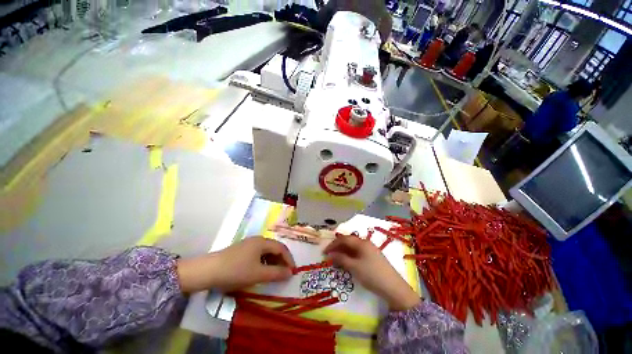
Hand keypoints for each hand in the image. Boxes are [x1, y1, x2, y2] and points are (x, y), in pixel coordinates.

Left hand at [177, 237, 294, 292]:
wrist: (207, 271)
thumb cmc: (236, 271)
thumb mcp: (258, 274)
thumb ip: (276, 273)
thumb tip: (290, 273)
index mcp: (262, 242)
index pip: (281, 248)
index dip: (289, 259)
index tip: (293, 271)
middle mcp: (256, 240)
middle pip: (274, 248)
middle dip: (281, 260)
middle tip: (285, 273)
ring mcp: (248, 245)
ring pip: (266, 252)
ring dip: (272, 262)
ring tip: (274, 274)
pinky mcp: (241, 251)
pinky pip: (257, 255)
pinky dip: (263, 262)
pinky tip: (261, 271)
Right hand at [323, 235, 420, 310]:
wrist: (393, 287)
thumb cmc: (372, 275)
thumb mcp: (354, 267)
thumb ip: (341, 259)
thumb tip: (331, 254)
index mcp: (361, 242)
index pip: (343, 239)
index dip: (333, 244)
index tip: (324, 252)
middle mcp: (365, 243)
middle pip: (348, 241)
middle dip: (338, 247)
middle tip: (329, 255)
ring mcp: (370, 249)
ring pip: (353, 247)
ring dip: (344, 251)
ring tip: (336, 259)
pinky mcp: (373, 256)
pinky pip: (358, 252)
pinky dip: (350, 255)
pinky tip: (347, 262)